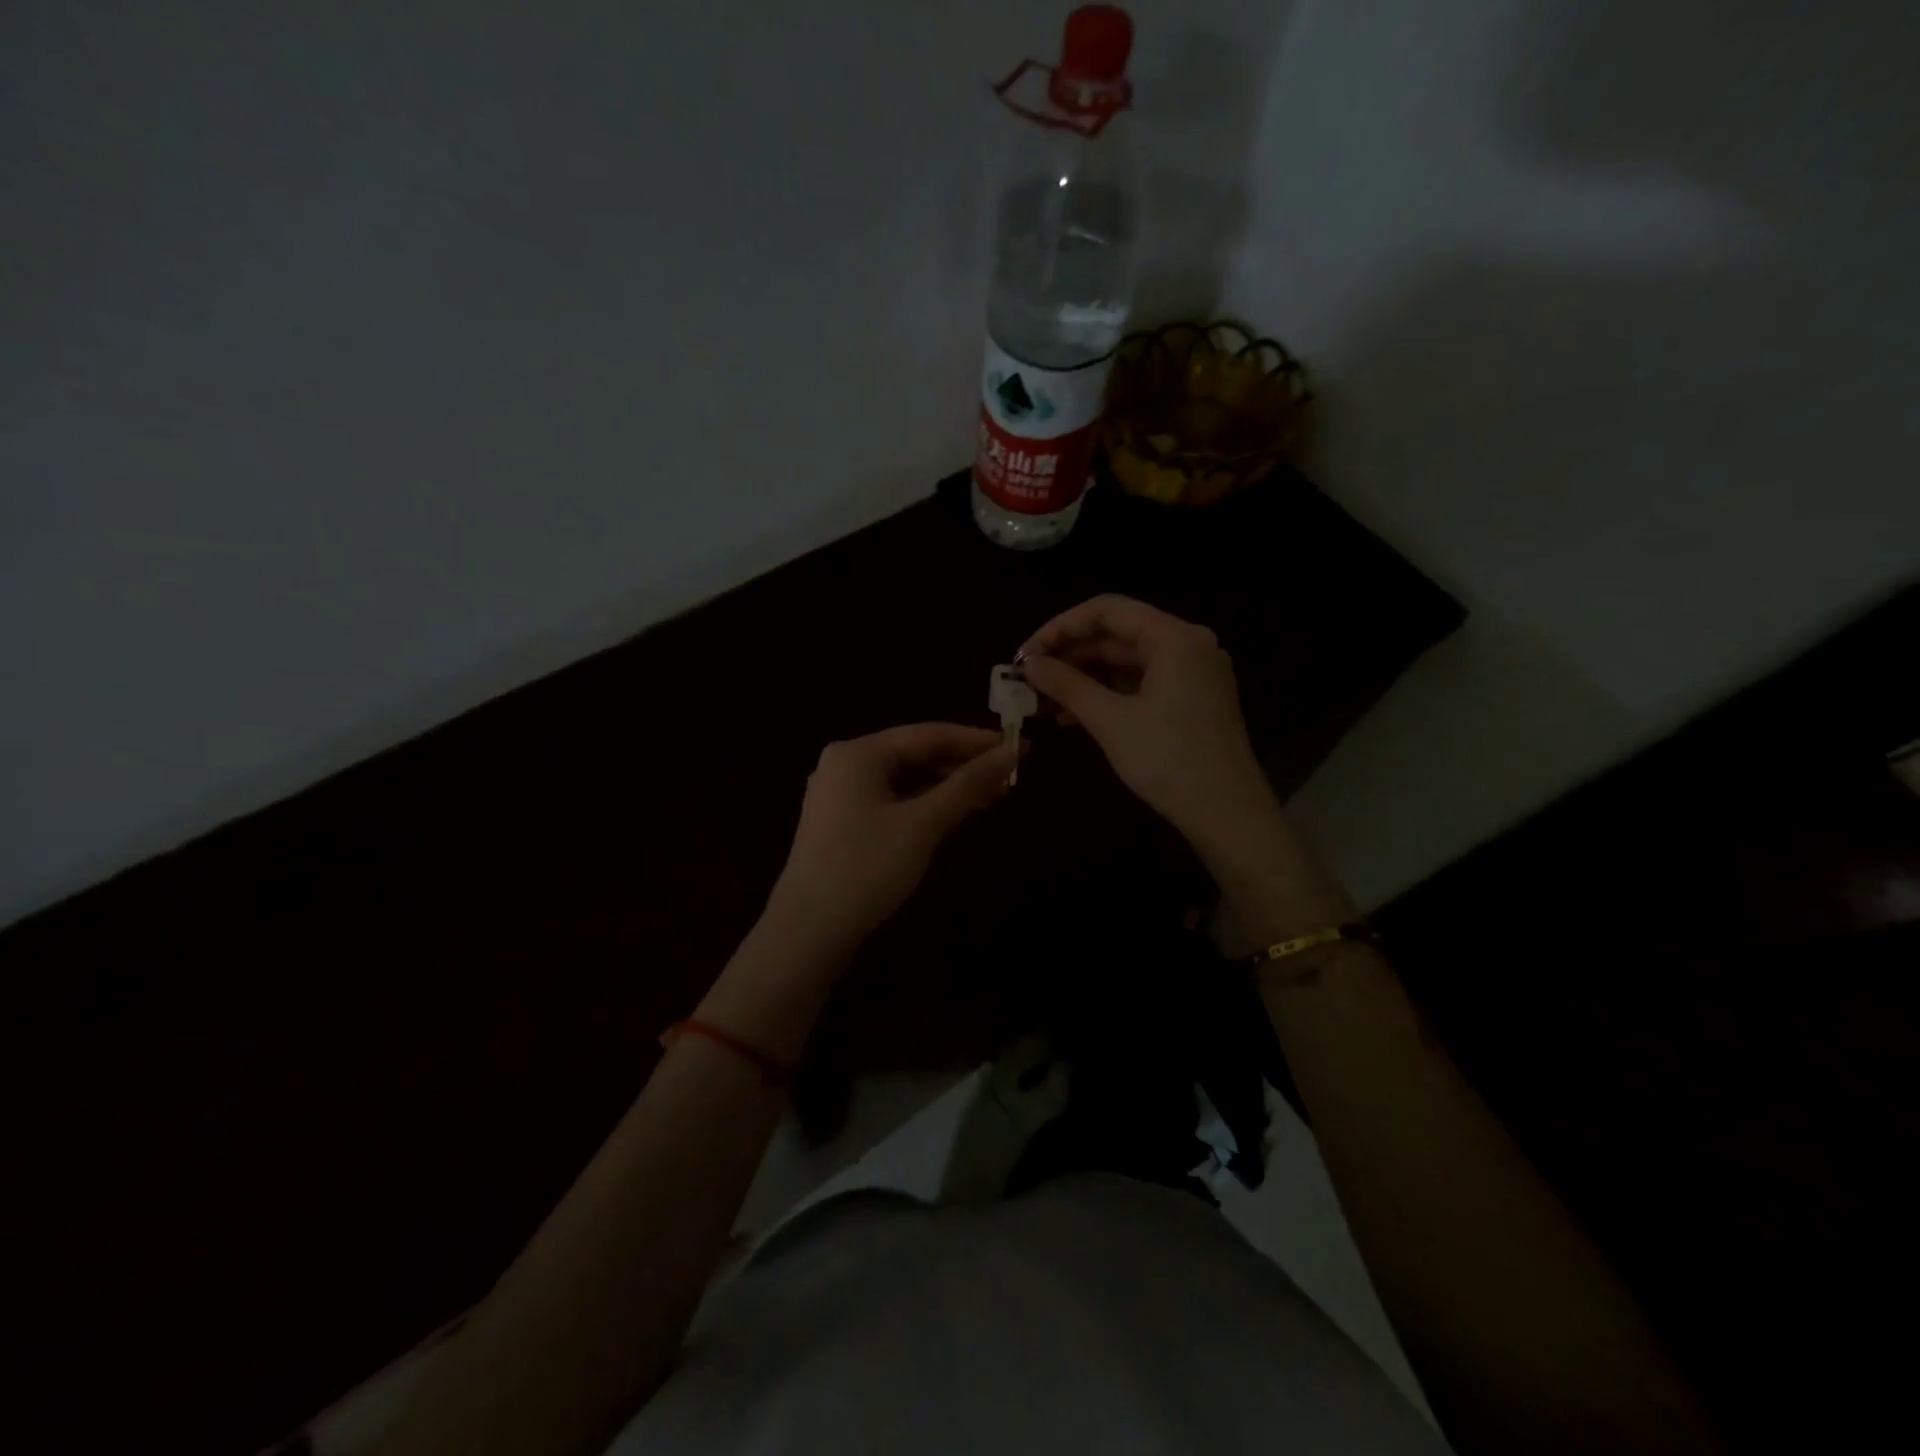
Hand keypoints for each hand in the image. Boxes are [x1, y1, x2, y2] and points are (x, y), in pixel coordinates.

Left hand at [762, 723, 1018, 959]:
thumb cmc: (866, 868)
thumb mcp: (922, 824)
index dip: (977, 740)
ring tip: (992, 794)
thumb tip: (1012, 754)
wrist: (808, 932)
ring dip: (947, 785)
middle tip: (1011, 774)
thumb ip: (967, 785)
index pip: (928, 734)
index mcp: (858, 753)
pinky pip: (892, 800)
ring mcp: (841, 795)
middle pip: (915, 754)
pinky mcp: (843, 823)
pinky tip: (954, 812)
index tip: (1021, 747)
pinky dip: (925, 803)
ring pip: (905, 779)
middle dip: (963, 764)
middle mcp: (845, 764)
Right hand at [1019, 595, 1274, 845]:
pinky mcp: (1192, 699)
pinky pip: (1141, 683)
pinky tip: (1074, 717)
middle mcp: (1188, 644)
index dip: (1061, 627)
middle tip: (1029, 680)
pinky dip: (1108, 694)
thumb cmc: (1168, 760)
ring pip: (1127, 662)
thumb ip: (1067, 685)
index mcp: (1174, 638)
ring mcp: (1193, 673)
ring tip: (1043, 702)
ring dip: (1084, 678)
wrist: (1226, 814)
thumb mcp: (1110, 720)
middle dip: (1070, 656)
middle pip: (1117, 635)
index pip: (1107, 610)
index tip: (1026, 654)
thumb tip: (1029, 664)